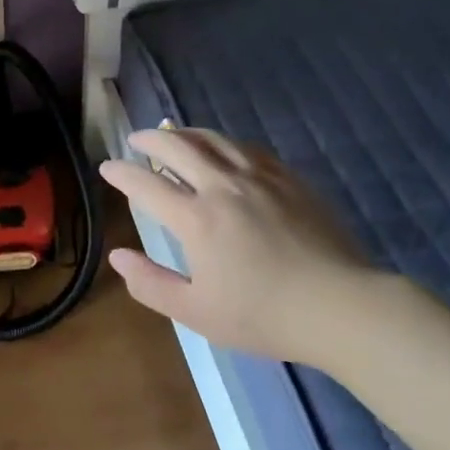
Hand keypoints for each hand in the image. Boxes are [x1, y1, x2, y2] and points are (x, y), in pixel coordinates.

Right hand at [98, 128, 386, 365]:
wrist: (342, 307)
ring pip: (214, 139)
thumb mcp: (196, 311)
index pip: (146, 184)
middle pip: (177, 147)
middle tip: (136, 140)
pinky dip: (224, 143)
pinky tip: (223, 149)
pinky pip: (247, 148)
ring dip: (185, 133)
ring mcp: (259, 178)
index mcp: (196, 219)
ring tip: (173, 135)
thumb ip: (151, 284)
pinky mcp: (289, 179)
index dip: (121, 172)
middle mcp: (222, 187)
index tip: (107, 166)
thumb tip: (118, 256)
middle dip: (149, 139)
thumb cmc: (264, 316)